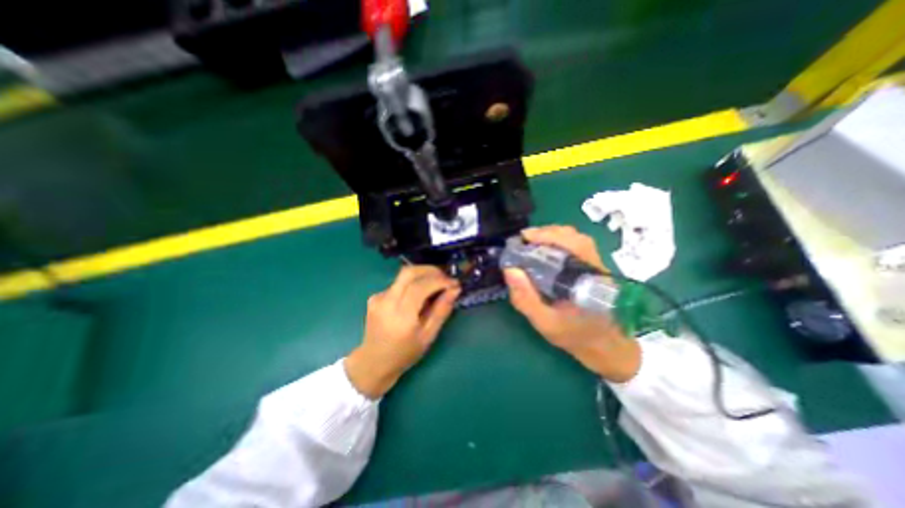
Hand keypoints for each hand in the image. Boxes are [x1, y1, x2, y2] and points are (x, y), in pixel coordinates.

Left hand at [346, 264, 461, 397]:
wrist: (373, 362)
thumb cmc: (405, 353)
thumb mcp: (428, 336)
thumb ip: (442, 310)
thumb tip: (455, 289)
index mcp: (400, 315)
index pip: (420, 286)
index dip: (439, 280)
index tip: (454, 283)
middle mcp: (386, 301)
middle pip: (409, 272)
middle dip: (431, 270)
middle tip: (445, 278)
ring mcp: (378, 297)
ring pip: (404, 276)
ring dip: (423, 276)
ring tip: (435, 287)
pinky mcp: (375, 296)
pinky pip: (398, 284)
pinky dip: (413, 284)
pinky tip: (418, 297)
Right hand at [503, 226, 642, 379]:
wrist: (607, 347)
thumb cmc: (576, 336)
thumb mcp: (545, 323)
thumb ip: (526, 299)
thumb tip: (510, 269)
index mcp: (587, 278)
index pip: (571, 244)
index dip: (546, 236)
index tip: (523, 238)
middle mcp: (595, 265)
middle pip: (574, 236)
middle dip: (545, 233)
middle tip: (523, 241)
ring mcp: (597, 265)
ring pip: (576, 239)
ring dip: (551, 235)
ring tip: (531, 242)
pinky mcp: (594, 267)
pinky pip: (576, 246)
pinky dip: (557, 242)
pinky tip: (545, 250)